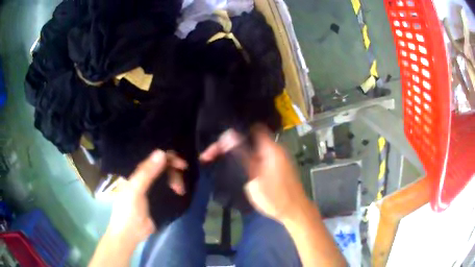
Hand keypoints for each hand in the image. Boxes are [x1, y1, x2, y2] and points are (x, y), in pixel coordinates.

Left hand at [106, 150, 186, 245]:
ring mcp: (151, 188)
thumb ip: (147, 173)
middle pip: (163, 167)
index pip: (153, 158)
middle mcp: (144, 177)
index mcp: (136, 173)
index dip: (168, 158)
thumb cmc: (128, 210)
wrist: (130, 233)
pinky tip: (180, 192)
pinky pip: (168, 188)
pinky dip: (175, 187)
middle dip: (174, 172)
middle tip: (180, 185)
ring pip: (167, 177)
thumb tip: (161, 152)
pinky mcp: (158, 199)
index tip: (182, 164)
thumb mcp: (135, 190)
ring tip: (180, 192)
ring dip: (176, 181)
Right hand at [200, 127, 308, 222]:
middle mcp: (275, 148)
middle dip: (231, 145)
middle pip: (249, 139)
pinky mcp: (276, 166)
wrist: (294, 211)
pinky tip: (236, 166)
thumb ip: (242, 155)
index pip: (251, 128)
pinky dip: (246, 159)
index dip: (234, 131)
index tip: (219, 141)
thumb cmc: (275, 197)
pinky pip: (258, 156)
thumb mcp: (255, 177)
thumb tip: (228, 135)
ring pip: (252, 149)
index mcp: (271, 148)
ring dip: (237, 153)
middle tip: (211, 155)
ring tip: (218, 159)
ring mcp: (277, 157)